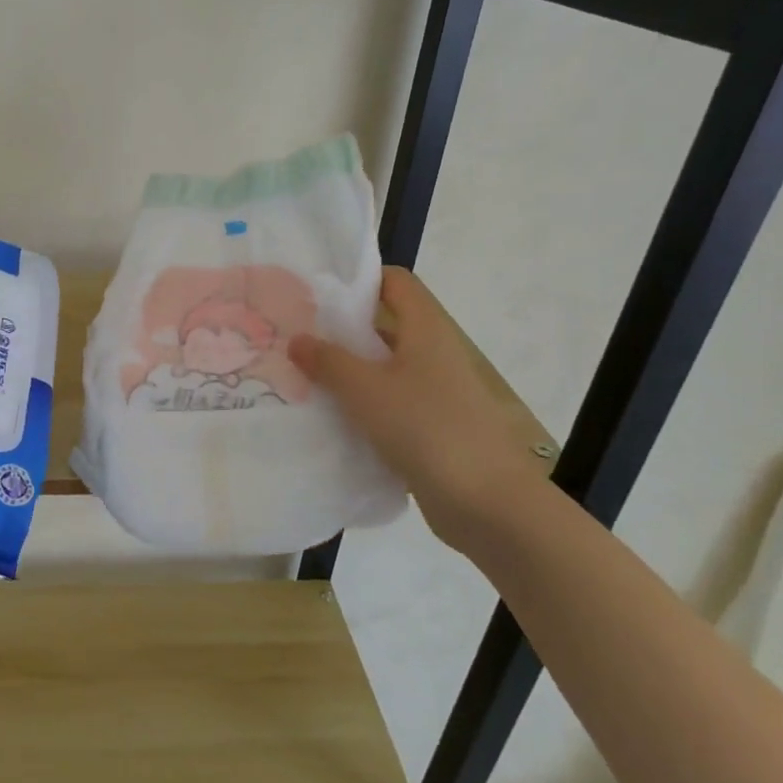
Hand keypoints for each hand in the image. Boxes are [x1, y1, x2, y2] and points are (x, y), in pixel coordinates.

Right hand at [289, 266, 550, 549]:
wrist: (487, 503)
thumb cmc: (426, 428)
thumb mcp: (366, 389)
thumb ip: (328, 361)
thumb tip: (297, 339)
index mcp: (426, 330)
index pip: (395, 283)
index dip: (359, 279)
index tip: (316, 291)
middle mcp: (433, 354)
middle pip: (384, 325)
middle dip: (341, 329)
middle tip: (295, 336)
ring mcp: (435, 393)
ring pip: (383, 368)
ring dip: (347, 371)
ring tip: (300, 376)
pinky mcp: (431, 427)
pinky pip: (389, 404)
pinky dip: (361, 405)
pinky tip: (328, 417)